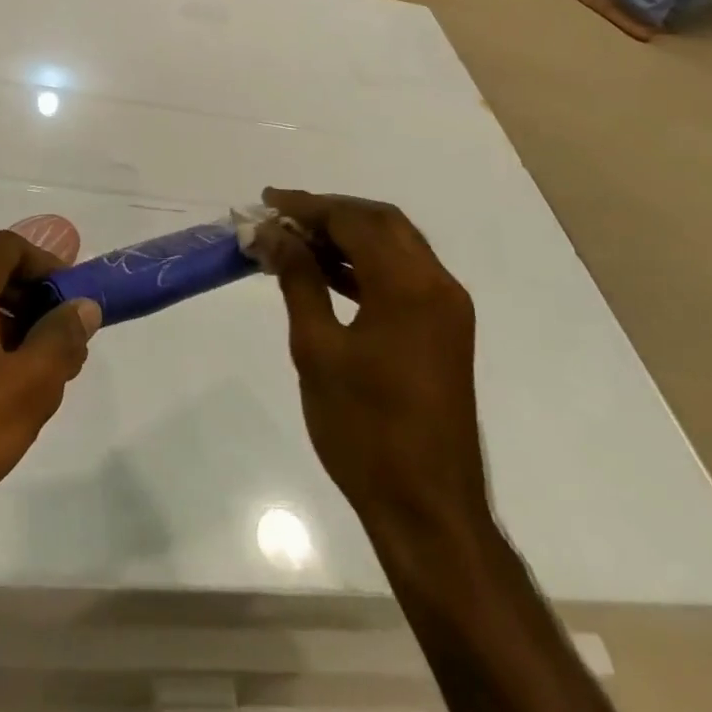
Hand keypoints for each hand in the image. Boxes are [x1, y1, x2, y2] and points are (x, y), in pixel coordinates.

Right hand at [260, 189, 489, 538]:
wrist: (427, 509)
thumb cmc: (365, 430)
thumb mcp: (318, 349)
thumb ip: (298, 280)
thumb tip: (273, 234)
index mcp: (410, 286)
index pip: (354, 221)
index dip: (307, 207)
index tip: (266, 202)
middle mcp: (437, 285)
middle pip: (381, 223)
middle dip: (329, 212)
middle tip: (280, 216)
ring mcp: (445, 309)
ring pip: (394, 246)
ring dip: (346, 236)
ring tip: (294, 240)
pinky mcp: (443, 331)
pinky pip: (402, 276)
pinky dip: (364, 265)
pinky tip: (325, 272)